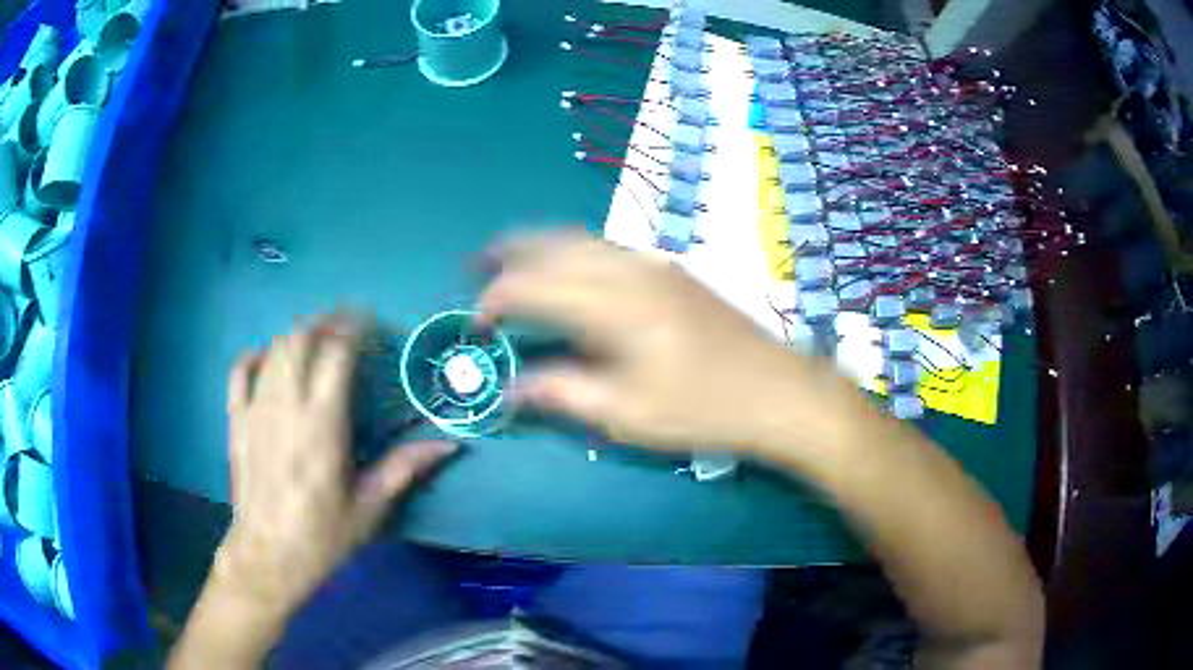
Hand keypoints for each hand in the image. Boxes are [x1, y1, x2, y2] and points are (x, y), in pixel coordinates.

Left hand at [215, 316, 456, 616]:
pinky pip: (241, 369)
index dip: (355, 329)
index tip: (372, 327)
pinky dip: (258, 355)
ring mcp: (256, 409)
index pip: (336, 353)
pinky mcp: (236, 419)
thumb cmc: (322, 536)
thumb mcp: (370, 508)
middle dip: (326, 324)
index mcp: (322, 424)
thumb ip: (405, 468)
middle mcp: (286, 405)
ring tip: (317, 342)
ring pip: (275, 348)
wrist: (267, 556)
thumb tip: (450, 444)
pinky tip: (272, 362)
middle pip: (302, 339)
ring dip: (298, 335)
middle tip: (346, 331)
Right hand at [477, 231, 831, 452]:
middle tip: (476, 266)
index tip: (477, 326)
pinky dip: (571, 251)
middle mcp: (630, 269)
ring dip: (539, 246)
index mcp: (614, 305)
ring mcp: (654, 264)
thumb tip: (513, 389)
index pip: (533, 287)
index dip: (495, 301)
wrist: (779, 391)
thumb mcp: (626, 415)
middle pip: (553, 245)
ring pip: (581, 239)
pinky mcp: (671, 271)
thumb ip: (562, 393)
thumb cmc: (704, 410)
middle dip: (509, 253)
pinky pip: (605, 248)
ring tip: (510, 259)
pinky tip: (567, 270)